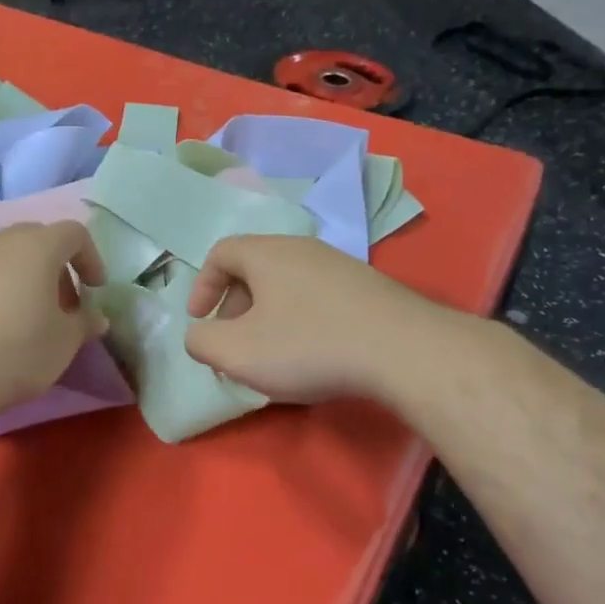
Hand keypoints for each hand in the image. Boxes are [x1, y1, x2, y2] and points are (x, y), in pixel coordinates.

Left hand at [0, 222, 108, 419]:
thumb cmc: (17, 350)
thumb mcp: (64, 342)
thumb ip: (84, 323)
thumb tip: (96, 317)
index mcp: (38, 245)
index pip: (74, 233)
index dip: (90, 258)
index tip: (94, 289)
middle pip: (36, 240)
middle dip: (54, 267)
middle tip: (61, 304)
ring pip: (3, 255)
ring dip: (21, 276)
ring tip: (25, 313)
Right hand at [184, 234, 440, 402]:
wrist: (404, 351)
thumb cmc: (309, 346)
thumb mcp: (237, 352)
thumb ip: (202, 341)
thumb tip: (200, 335)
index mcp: (267, 253)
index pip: (221, 253)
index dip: (202, 286)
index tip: (200, 320)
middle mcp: (303, 248)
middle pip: (254, 268)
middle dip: (234, 306)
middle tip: (233, 343)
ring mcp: (341, 266)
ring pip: (288, 284)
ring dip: (268, 316)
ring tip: (272, 354)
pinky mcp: (369, 289)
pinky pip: (318, 297)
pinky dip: (301, 320)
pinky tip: (313, 355)